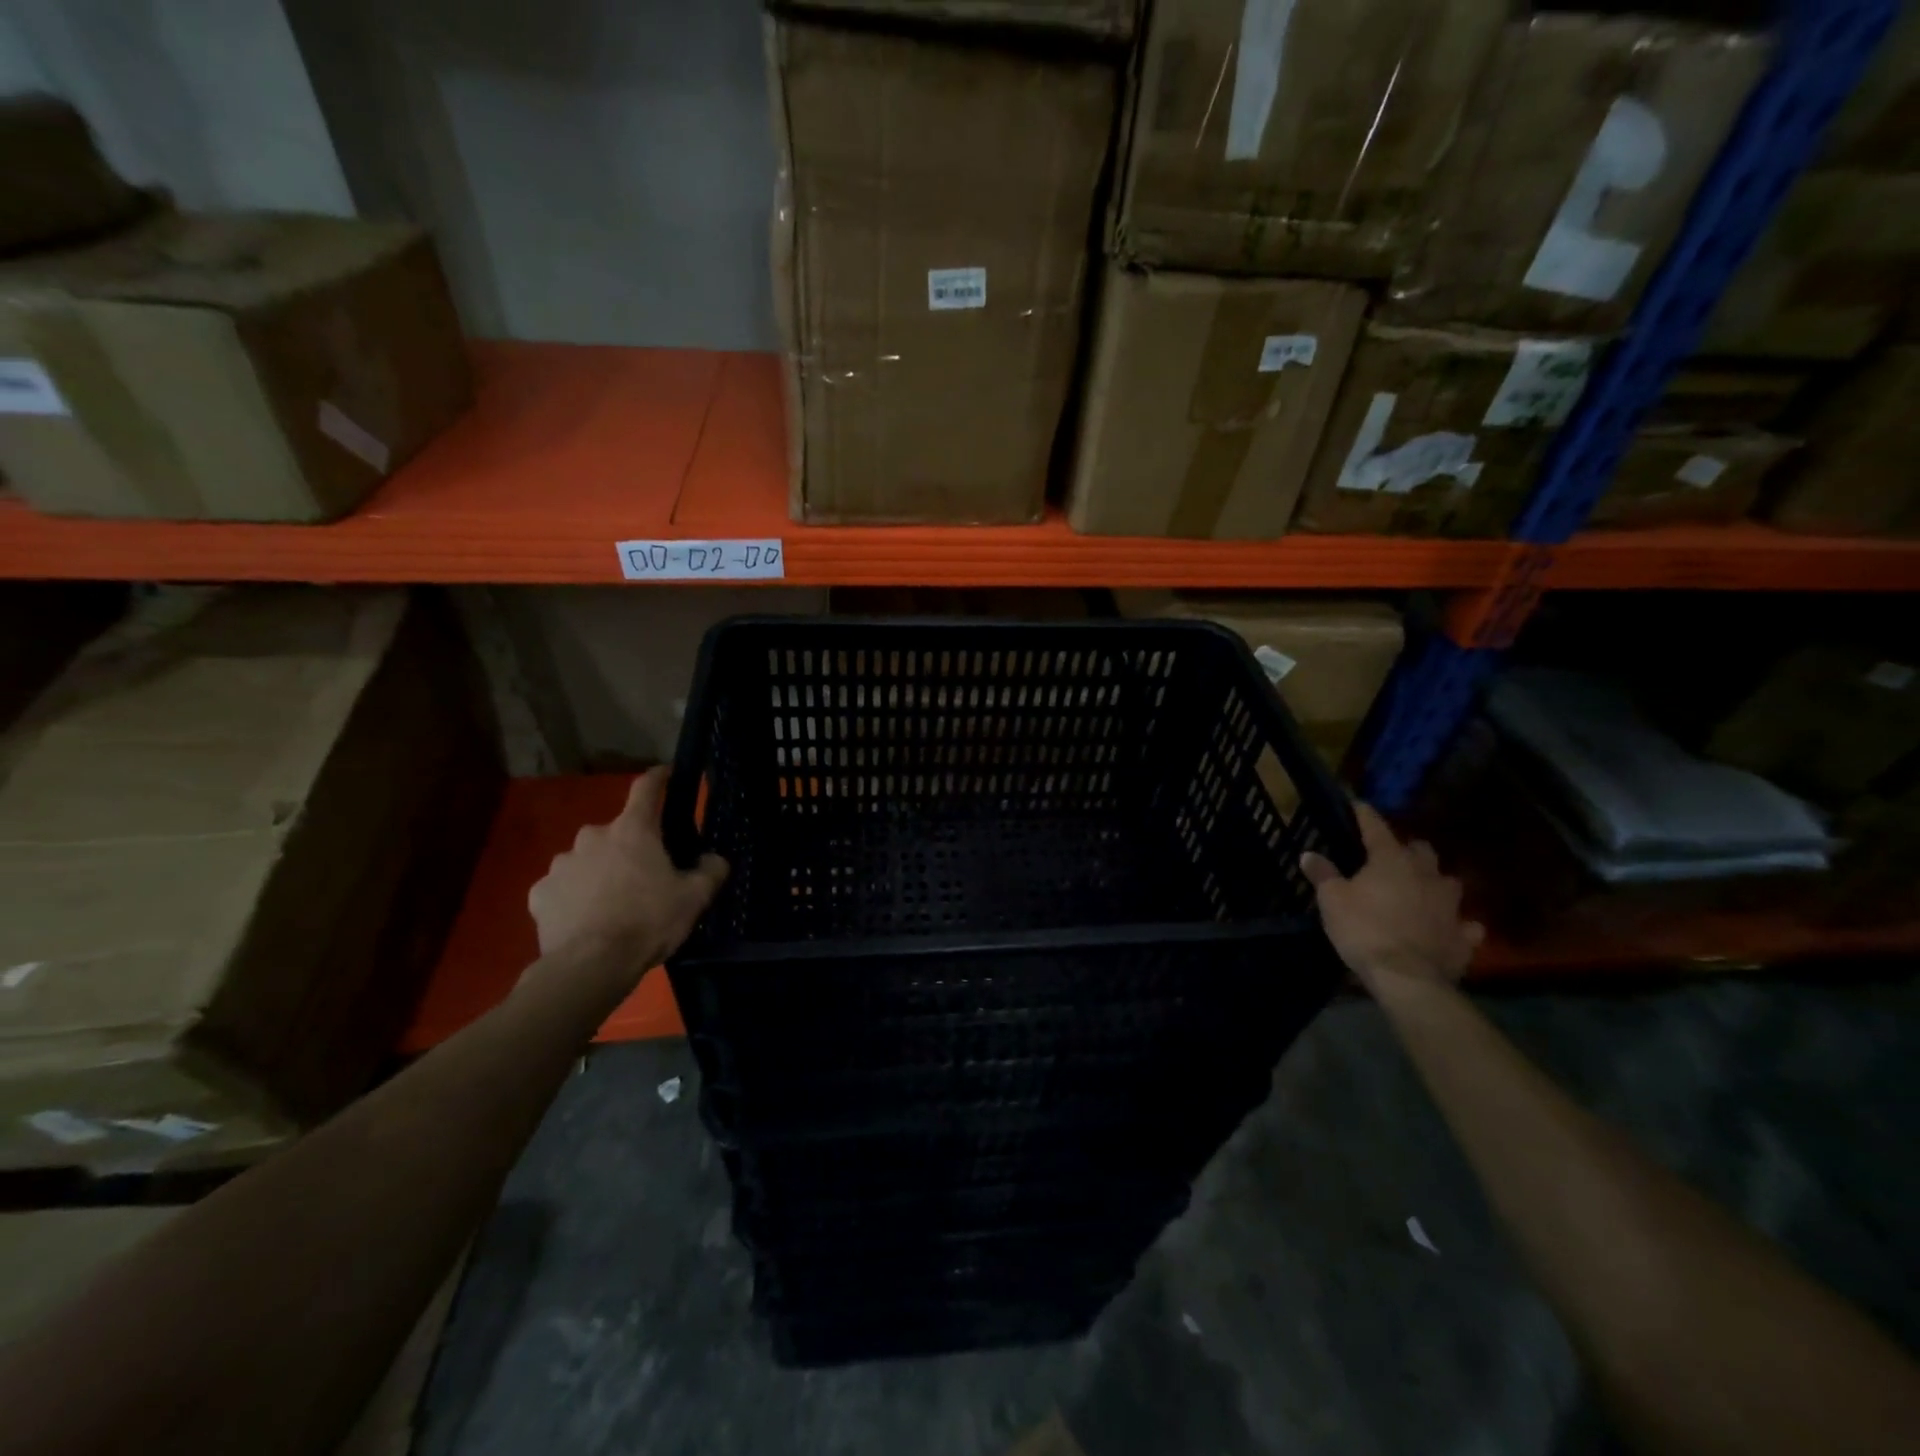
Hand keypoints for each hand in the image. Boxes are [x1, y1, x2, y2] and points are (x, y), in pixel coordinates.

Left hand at [527, 769, 728, 986]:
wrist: (590, 966)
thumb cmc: (648, 922)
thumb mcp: (695, 898)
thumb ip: (711, 870)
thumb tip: (713, 858)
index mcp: (633, 830)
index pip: (647, 788)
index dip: (659, 778)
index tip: (666, 774)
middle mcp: (593, 836)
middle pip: (617, 831)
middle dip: (630, 847)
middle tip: (645, 875)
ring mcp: (561, 864)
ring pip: (587, 859)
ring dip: (600, 871)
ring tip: (613, 903)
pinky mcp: (539, 893)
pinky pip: (562, 887)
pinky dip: (574, 896)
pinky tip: (585, 919)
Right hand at [1301, 803, 1482, 997]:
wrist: (1407, 977)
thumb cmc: (1364, 929)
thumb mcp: (1332, 900)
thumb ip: (1323, 874)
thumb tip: (1309, 854)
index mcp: (1391, 860)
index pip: (1377, 828)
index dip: (1366, 815)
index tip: (1358, 805)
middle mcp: (1426, 875)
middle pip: (1422, 850)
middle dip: (1409, 850)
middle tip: (1392, 858)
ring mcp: (1451, 905)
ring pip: (1448, 883)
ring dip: (1435, 884)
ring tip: (1421, 891)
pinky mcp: (1464, 936)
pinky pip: (1464, 924)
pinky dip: (1456, 924)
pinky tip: (1448, 928)